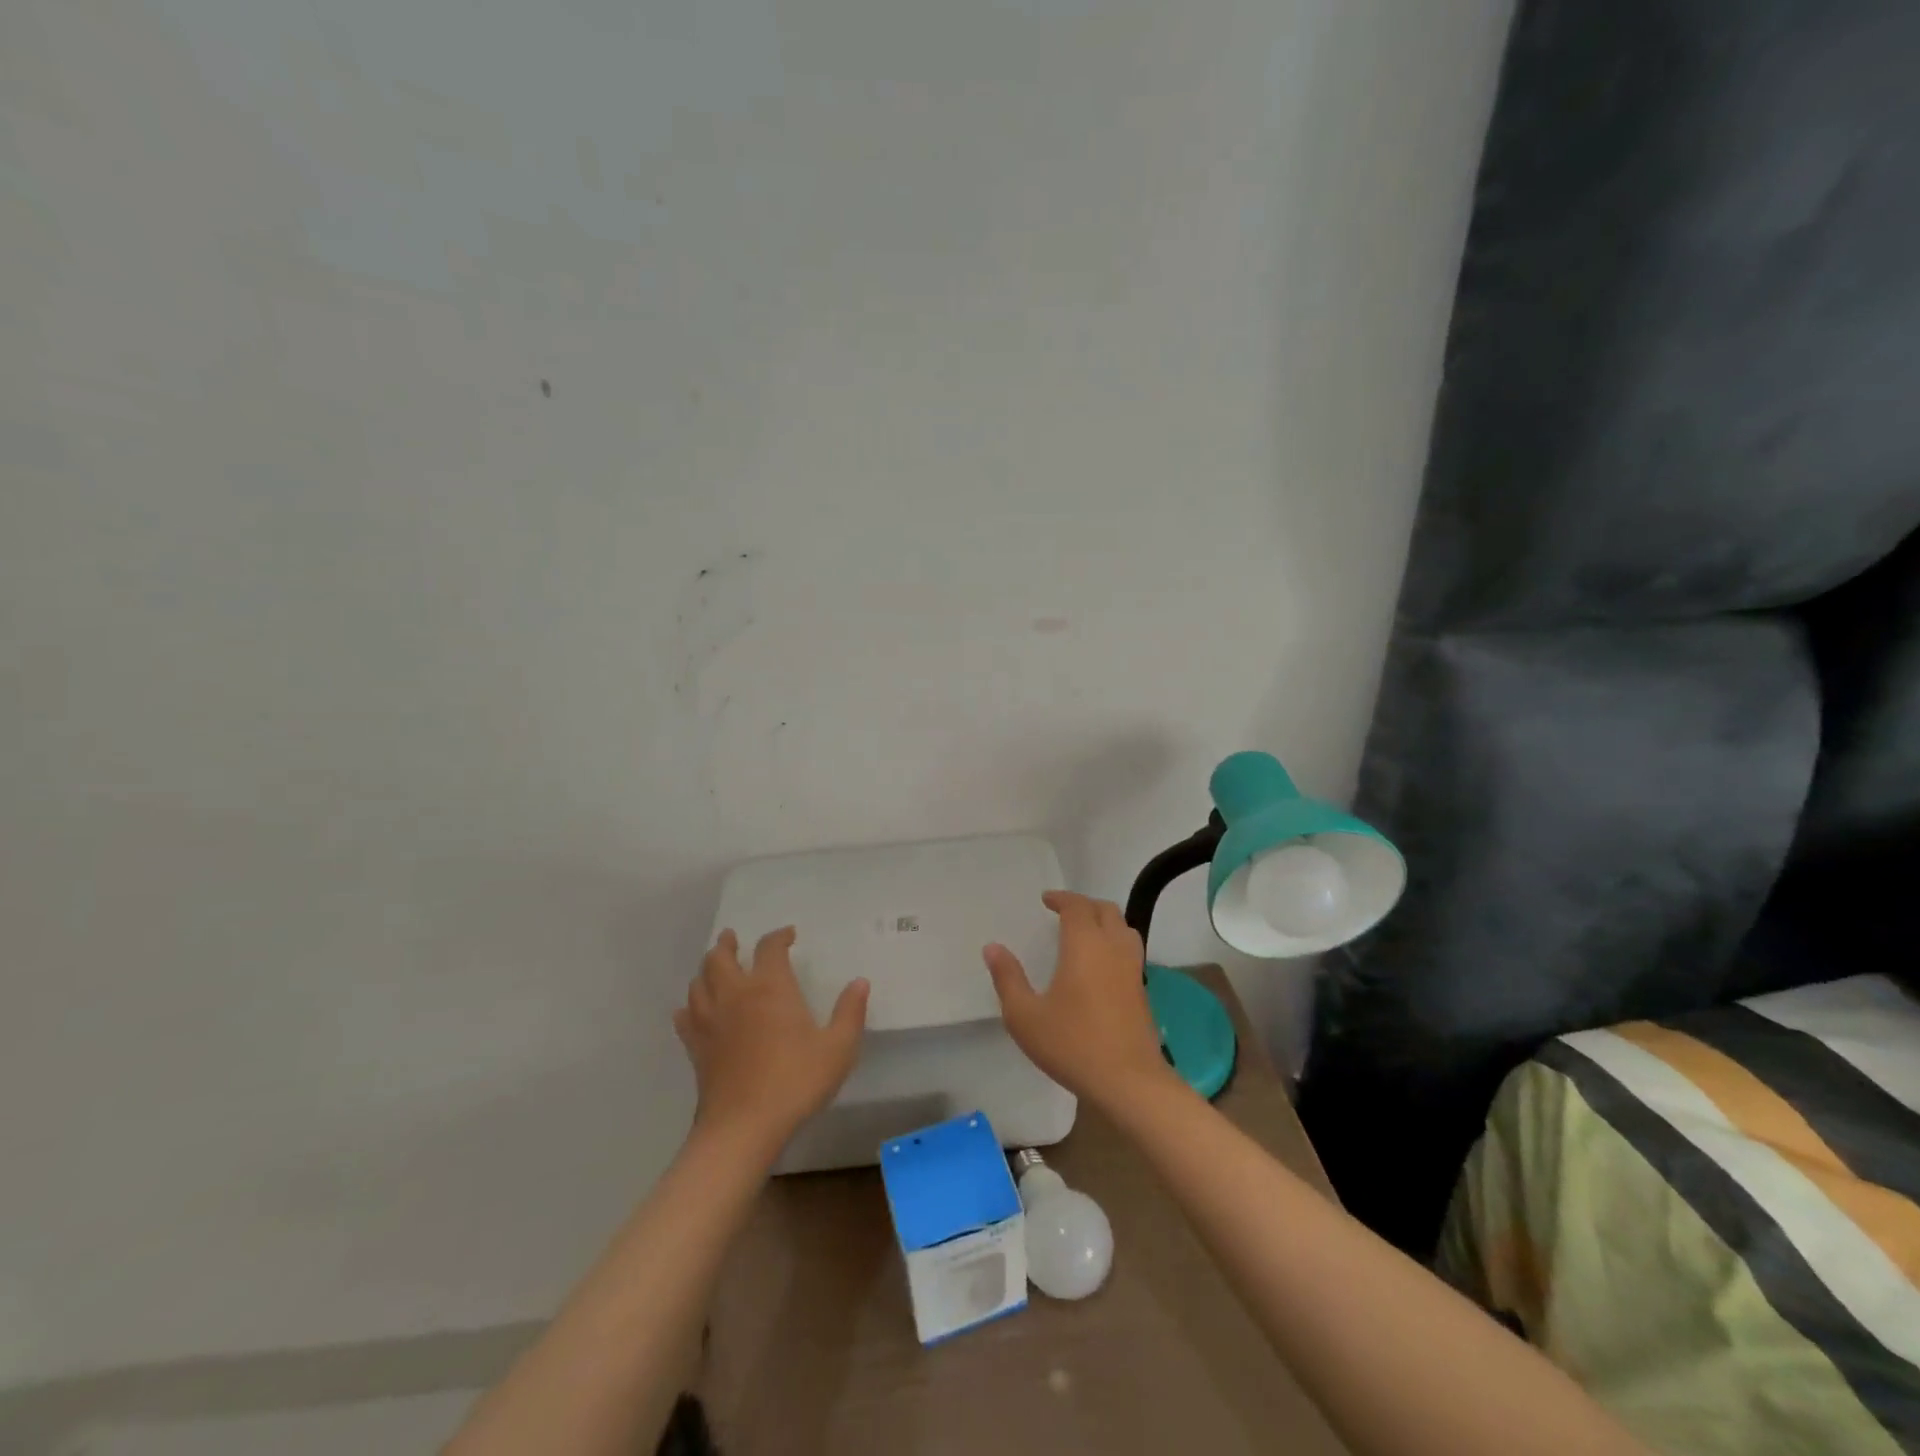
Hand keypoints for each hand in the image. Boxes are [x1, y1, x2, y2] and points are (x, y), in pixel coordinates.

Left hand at [674, 927, 869, 1149]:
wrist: (743, 1127)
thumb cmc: (795, 1081)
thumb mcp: (838, 1048)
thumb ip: (850, 1012)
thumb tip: (860, 982)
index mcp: (770, 987)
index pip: (770, 948)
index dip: (779, 937)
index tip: (789, 935)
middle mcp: (735, 995)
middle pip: (720, 957)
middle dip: (728, 944)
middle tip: (733, 938)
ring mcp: (710, 1021)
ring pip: (698, 982)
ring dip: (706, 969)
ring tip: (714, 967)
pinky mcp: (696, 1048)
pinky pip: (685, 1017)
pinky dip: (688, 1007)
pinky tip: (691, 1010)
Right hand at [983, 891, 1179, 1114]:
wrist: (1129, 1081)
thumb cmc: (1073, 1044)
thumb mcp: (1025, 1016)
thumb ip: (1008, 979)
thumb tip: (992, 947)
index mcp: (1085, 945)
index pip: (1077, 906)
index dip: (1062, 898)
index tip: (1046, 900)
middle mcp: (1113, 948)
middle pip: (1105, 910)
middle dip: (1084, 905)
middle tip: (1063, 912)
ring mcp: (1133, 968)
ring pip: (1124, 928)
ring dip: (1104, 921)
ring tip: (1085, 932)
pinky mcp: (1142, 990)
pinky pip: (1130, 950)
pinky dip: (1115, 942)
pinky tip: (1100, 964)